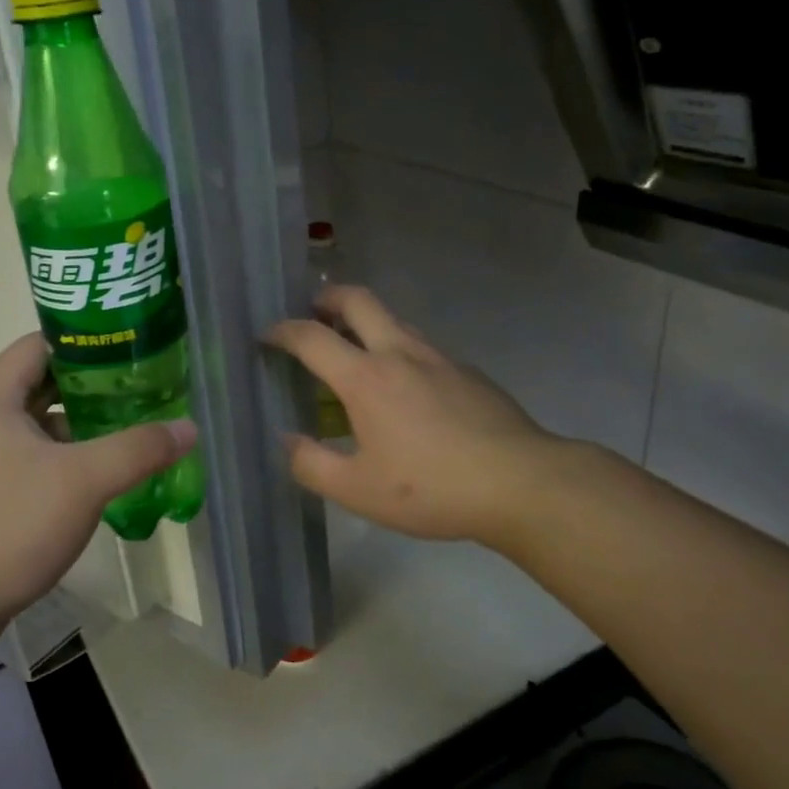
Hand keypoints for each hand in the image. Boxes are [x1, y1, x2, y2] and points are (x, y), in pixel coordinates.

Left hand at [0, 334, 196, 654]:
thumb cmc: (11, 525)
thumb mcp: (83, 482)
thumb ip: (138, 449)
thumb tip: (189, 428)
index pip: (39, 344)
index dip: (84, 341)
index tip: (128, 349)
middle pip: (41, 382)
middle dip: (91, 385)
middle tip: (139, 389)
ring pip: (37, 423)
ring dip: (79, 423)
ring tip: (129, 427)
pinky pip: (30, 455)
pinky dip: (63, 454)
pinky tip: (99, 472)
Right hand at [266, 285, 561, 546]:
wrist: (521, 483)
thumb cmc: (430, 487)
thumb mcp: (357, 490)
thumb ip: (311, 464)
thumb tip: (288, 441)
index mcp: (365, 378)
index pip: (311, 337)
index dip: (282, 331)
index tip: (267, 335)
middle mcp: (399, 353)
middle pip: (358, 301)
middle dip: (328, 298)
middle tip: (313, 311)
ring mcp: (439, 358)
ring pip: (394, 320)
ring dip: (366, 322)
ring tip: (354, 351)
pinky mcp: (468, 372)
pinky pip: (422, 347)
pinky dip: (399, 350)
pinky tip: (406, 389)